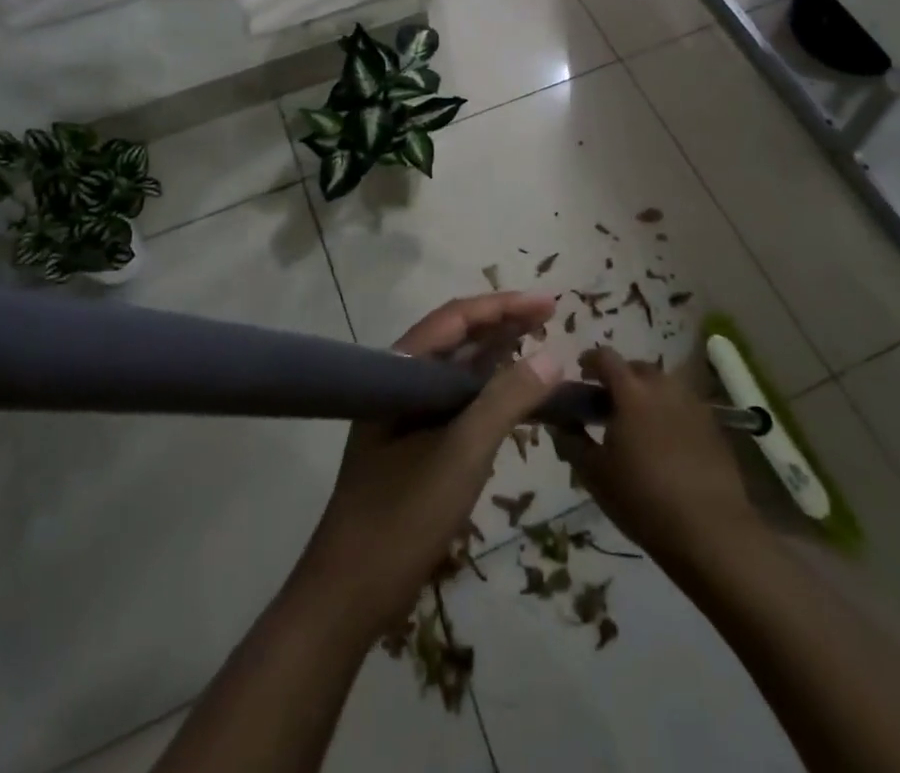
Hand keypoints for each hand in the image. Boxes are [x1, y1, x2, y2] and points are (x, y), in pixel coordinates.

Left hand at [299, 292, 561, 631]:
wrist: (347, 595)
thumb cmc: (402, 516)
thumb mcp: (462, 454)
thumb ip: (506, 401)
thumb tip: (553, 356)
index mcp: (400, 371)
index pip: (455, 318)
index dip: (502, 305)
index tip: (547, 303)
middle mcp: (401, 382)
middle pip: (456, 337)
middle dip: (503, 323)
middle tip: (549, 317)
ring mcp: (405, 414)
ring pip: (457, 369)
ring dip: (497, 354)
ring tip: (539, 344)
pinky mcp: (413, 443)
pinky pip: (457, 401)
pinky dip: (488, 392)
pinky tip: (513, 396)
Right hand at [554, 346, 760, 571]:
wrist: (710, 531)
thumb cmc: (642, 498)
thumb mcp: (594, 474)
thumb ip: (571, 441)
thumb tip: (559, 423)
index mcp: (631, 390)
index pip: (605, 357)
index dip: (589, 361)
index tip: (581, 374)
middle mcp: (663, 385)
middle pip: (636, 368)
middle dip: (619, 379)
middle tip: (607, 405)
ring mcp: (692, 403)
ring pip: (662, 386)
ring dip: (646, 395)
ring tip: (636, 425)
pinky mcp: (713, 425)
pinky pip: (682, 406)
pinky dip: (668, 413)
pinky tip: (665, 444)